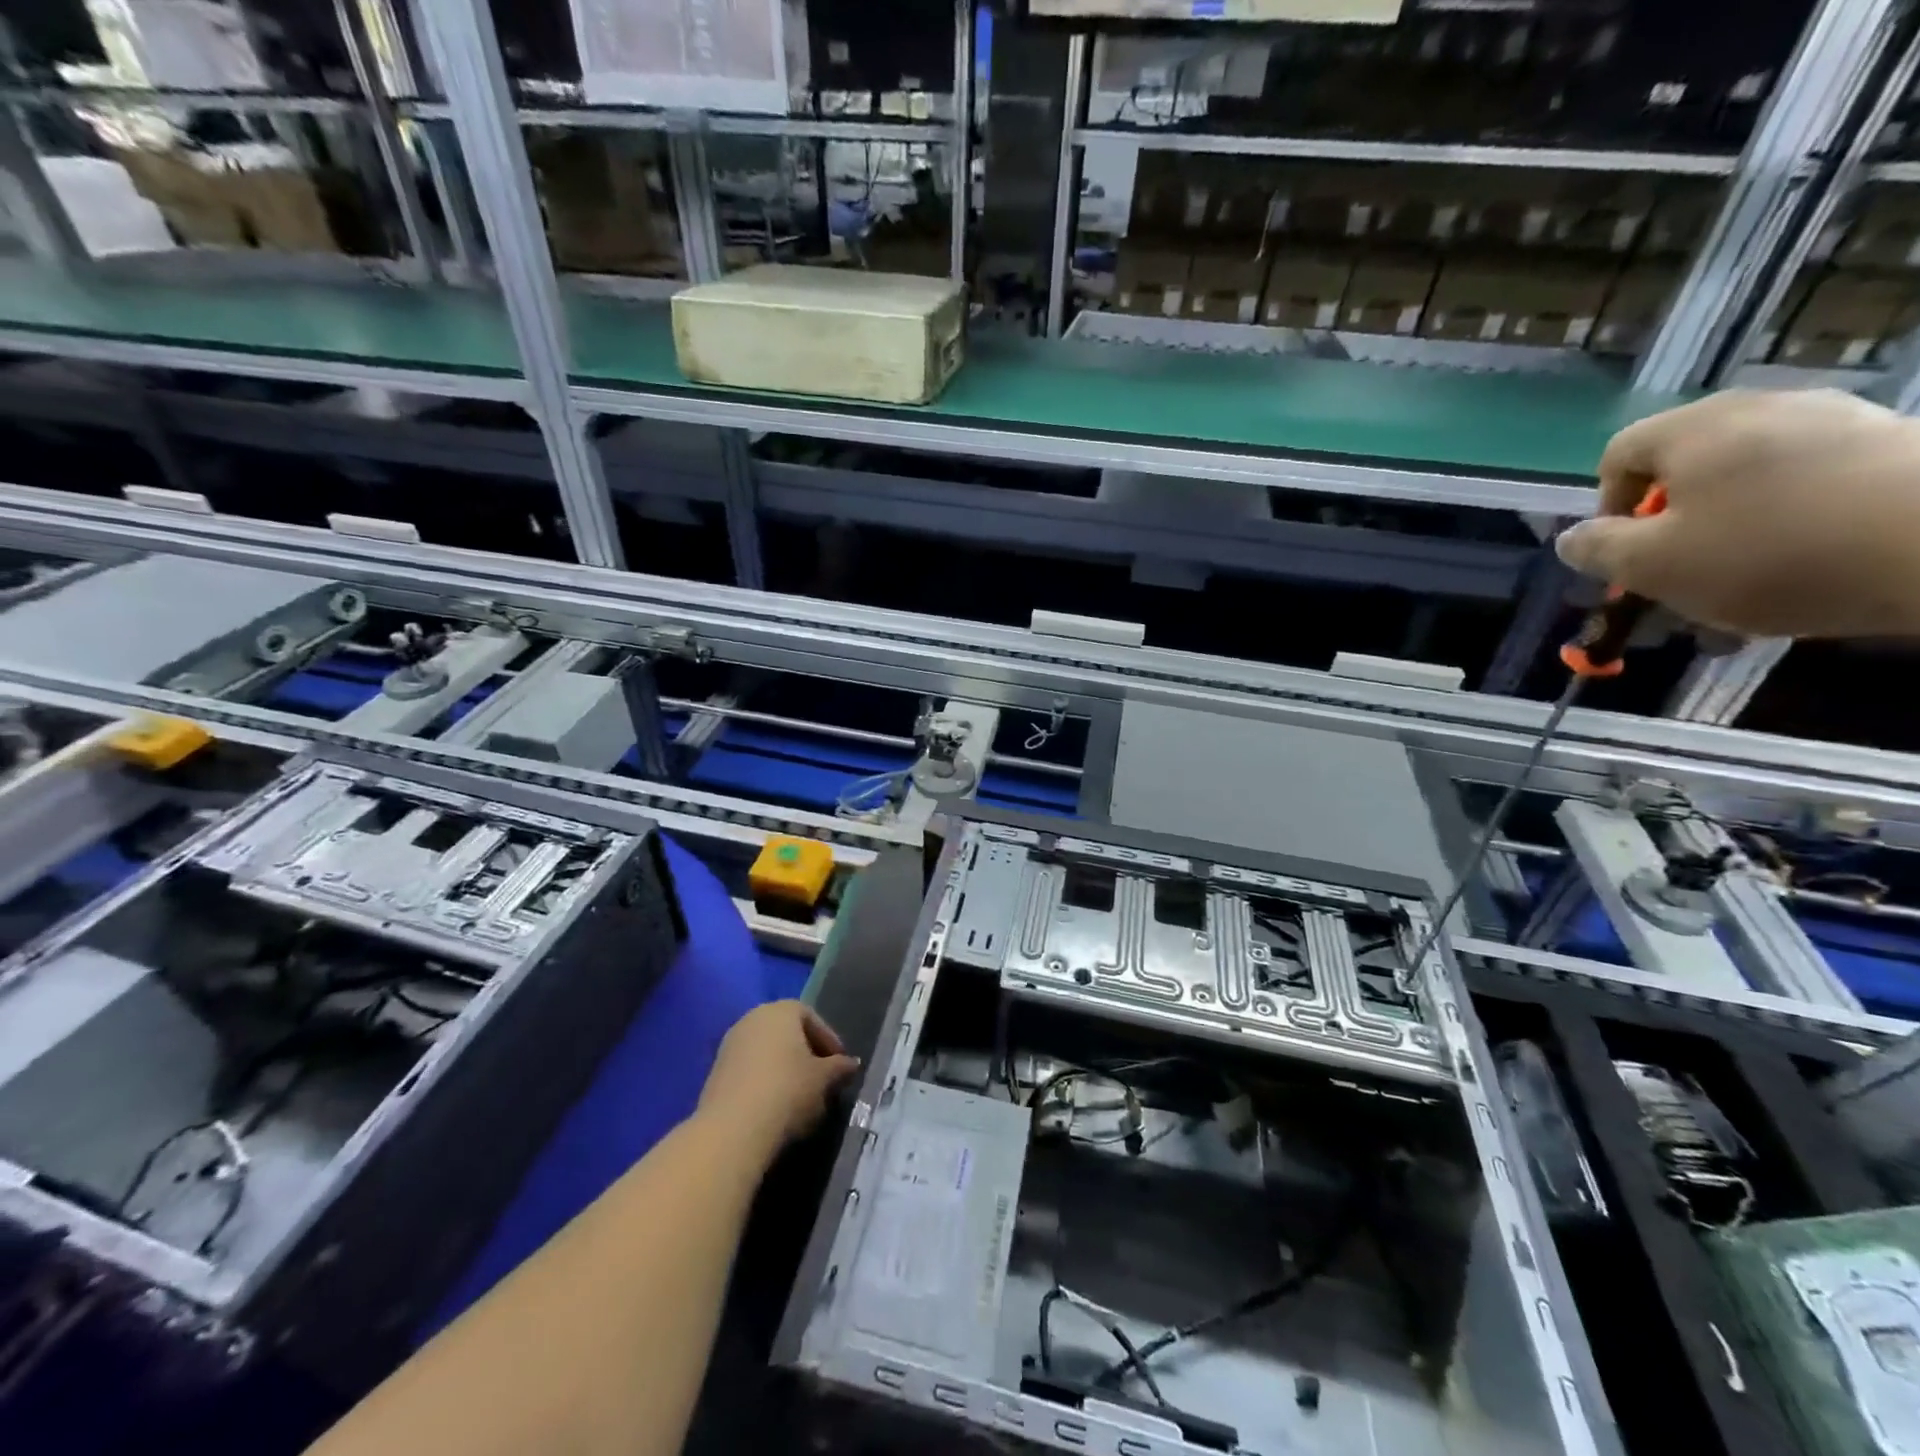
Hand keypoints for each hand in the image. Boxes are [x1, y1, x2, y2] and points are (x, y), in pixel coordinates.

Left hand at [697, 1002, 859, 1159]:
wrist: (733, 1127)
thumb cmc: (787, 1090)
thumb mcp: (823, 1079)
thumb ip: (839, 1067)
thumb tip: (851, 1064)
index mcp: (781, 1010)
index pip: (811, 1016)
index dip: (828, 1039)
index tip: (839, 1063)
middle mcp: (753, 1018)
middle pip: (787, 1031)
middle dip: (806, 1052)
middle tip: (822, 1077)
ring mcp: (731, 1043)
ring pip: (767, 1050)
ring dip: (785, 1067)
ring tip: (801, 1094)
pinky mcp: (717, 1070)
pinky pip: (750, 1067)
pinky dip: (765, 1079)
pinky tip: (775, 1103)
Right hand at [1555, 389, 1919, 637]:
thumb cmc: (1772, 553)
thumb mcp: (1651, 565)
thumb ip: (1597, 550)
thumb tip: (1573, 538)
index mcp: (1695, 429)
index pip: (1618, 454)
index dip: (1606, 507)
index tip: (1626, 555)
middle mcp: (1761, 409)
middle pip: (1685, 468)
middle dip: (1670, 527)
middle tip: (1681, 577)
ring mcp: (1835, 421)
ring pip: (1748, 482)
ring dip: (1729, 531)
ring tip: (1745, 586)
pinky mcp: (1893, 445)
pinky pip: (1811, 485)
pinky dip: (1792, 523)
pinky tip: (1807, 568)